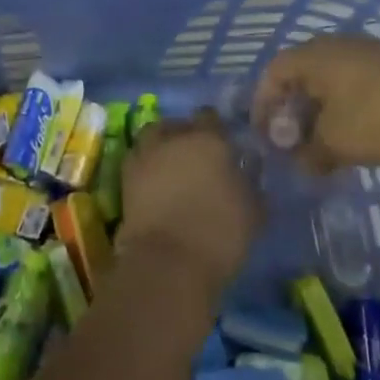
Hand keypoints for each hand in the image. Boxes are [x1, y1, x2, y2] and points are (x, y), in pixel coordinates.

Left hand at [118, 108, 260, 301]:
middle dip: (185, 135)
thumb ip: (250, 181)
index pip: (210, 117)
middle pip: (178, 124)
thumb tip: (248, 166)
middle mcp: (174, 139)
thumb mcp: (254, 211)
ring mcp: (146, 155)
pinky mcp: (126, 178)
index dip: (215, 129)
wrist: (168, 262)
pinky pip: (138, 159)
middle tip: (196, 157)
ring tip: (172, 166)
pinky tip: (156, 183)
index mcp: (209, 140)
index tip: (221, 145)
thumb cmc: (220, 234)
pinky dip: (146, 165)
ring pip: (153, 137)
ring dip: (161, 146)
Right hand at [251, 34, 379, 171]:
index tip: (264, 135)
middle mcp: (337, 45)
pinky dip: (349, 106)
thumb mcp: (335, 143)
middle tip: (293, 142)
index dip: (263, 103)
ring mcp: (370, 51)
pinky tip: (363, 133)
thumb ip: (308, 154)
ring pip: (332, 79)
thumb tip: (299, 162)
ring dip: (322, 110)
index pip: (273, 73)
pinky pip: (358, 83)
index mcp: (314, 56)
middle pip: (302, 74)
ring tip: (327, 143)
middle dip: (293, 109)